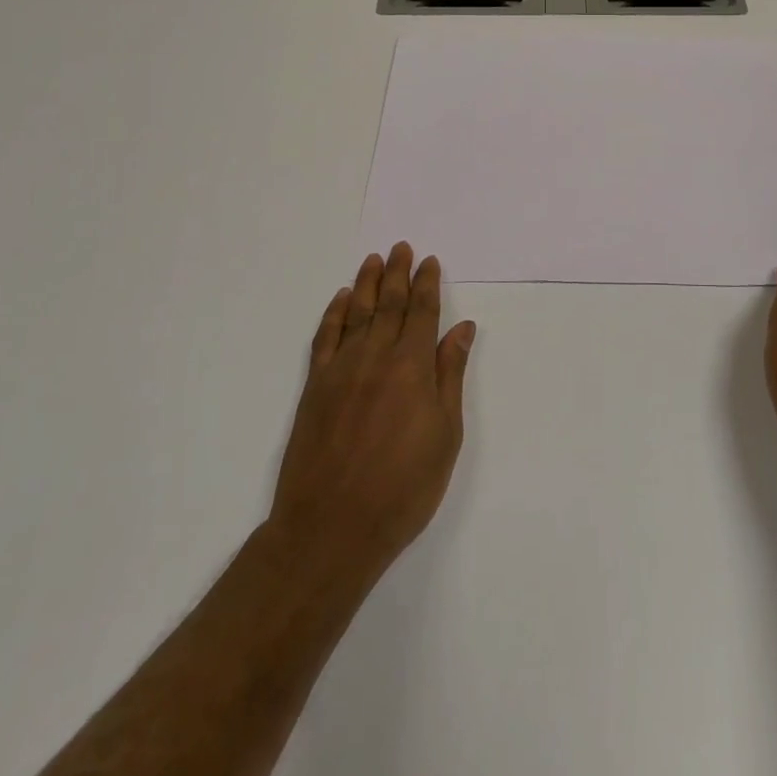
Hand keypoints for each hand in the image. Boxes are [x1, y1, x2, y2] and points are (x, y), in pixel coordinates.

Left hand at [268, 243, 475, 579]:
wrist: (331, 528)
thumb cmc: (403, 487)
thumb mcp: (445, 435)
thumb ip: (449, 375)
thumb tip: (461, 329)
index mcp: (412, 366)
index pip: (422, 312)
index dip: (427, 284)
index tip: (429, 261)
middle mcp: (375, 357)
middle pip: (388, 304)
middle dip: (397, 273)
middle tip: (401, 247)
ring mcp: (340, 370)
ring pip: (355, 313)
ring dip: (366, 283)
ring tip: (373, 260)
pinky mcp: (314, 388)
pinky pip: (324, 338)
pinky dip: (332, 314)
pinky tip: (339, 300)